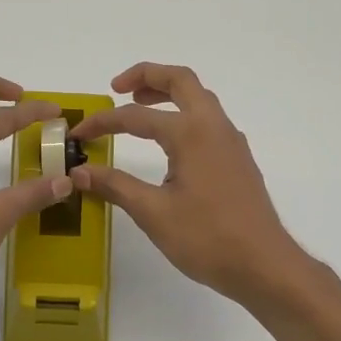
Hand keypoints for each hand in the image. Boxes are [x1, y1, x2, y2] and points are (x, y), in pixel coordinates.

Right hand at [71, 63, 310, 306]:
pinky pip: (209, 121)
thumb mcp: (153, 213)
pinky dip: (184, 116)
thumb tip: (79, 172)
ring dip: (168, 94)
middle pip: (180, 81)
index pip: (136, 116)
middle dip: (147, 76)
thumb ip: (115, 186)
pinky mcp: (238, 160)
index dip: (103, 123)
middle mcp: (214, 126)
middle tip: (116, 88)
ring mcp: (231, 142)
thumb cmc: (207, 238)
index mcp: (191, 133)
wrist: (263, 264)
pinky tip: (170, 143)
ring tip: (139, 107)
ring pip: (199, 99)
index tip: (78, 135)